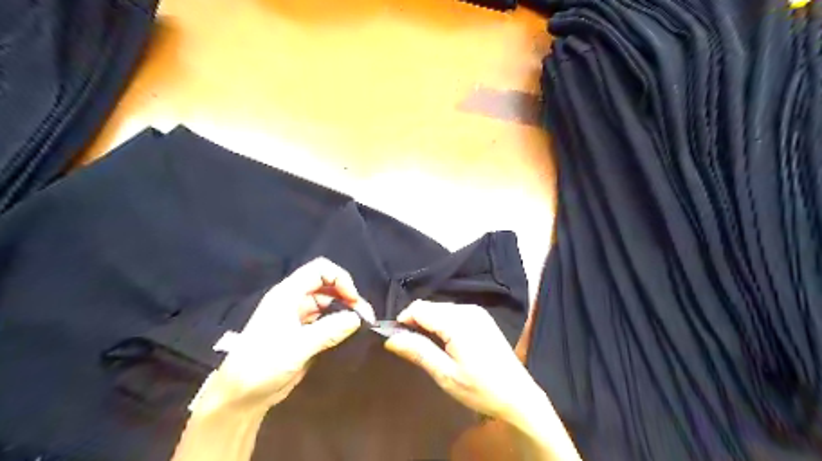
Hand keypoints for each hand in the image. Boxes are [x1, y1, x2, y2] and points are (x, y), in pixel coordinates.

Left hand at [192, 257, 374, 415]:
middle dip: (347, 296)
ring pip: (328, 304)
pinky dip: (338, 324)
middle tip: (364, 316)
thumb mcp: (298, 346)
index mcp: (287, 295)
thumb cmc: (263, 364)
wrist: (240, 397)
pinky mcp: (302, 334)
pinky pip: (325, 321)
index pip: (319, 270)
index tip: (353, 299)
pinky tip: (349, 334)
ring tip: (362, 325)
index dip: (339, 278)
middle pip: (326, 286)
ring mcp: (297, 317)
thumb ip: (330, 330)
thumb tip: (357, 318)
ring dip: (345, 311)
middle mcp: (293, 301)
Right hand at [384, 301, 543, 423]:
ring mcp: (477, 312)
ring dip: (429, 323)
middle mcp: (467, 310)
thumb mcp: (446, 375)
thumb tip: (391, 338)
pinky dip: (443, 323)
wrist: (518, 395)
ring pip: (441, 308)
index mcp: (457, 322)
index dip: (404, 320)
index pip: (420, 308)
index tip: (397, 339)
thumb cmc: (481, 389)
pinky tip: (446, 343)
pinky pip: (453, 312)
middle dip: (416, 322)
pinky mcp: (482, 317)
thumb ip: (419, 351)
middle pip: (430, 306)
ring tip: (428, 347)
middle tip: (412, 348)